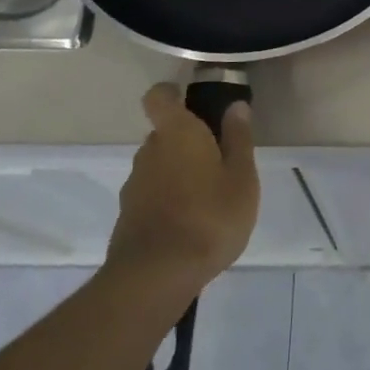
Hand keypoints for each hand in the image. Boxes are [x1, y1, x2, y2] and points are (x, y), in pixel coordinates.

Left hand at [107, 83, 259, 299]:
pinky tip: (189, 224)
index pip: (159, 96)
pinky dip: (168, 200)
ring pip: (158, 166)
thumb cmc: (210, 216)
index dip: (172, 94)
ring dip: (178, 173)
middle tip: (218, 162)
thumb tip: (235, 106)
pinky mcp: (128, 216)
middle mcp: (149, 151)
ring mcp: (135, 184)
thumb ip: (238, 138)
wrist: (157, 275)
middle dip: (187, 141)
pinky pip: (152, 194)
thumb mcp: (241, 177)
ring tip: (208, 198)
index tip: (192, 102)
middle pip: (164, 134)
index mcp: (177, 132)